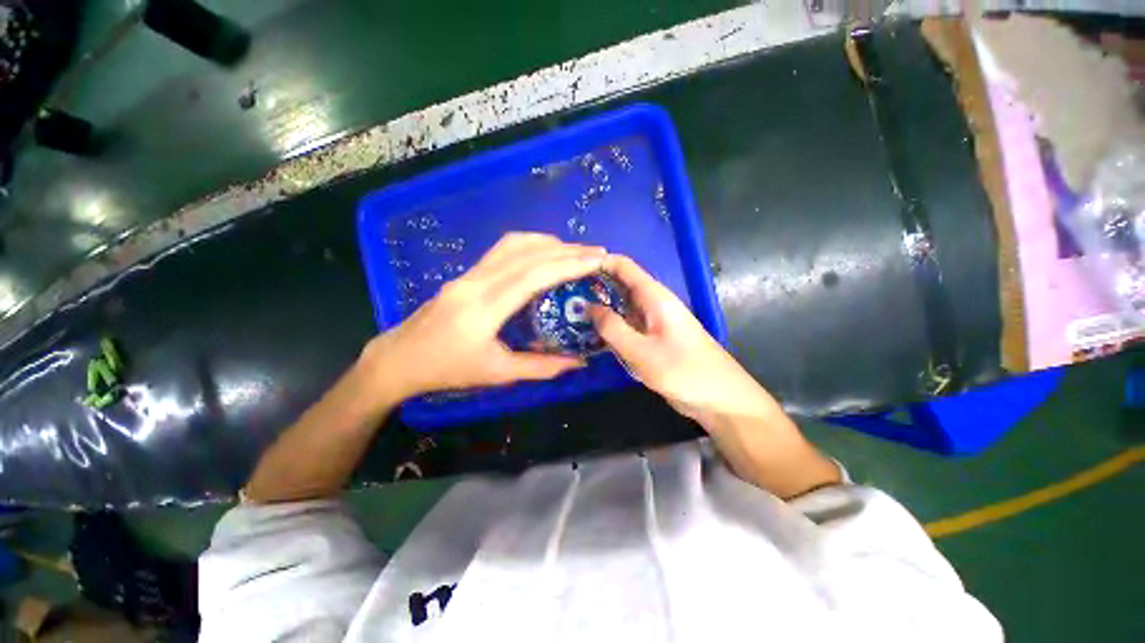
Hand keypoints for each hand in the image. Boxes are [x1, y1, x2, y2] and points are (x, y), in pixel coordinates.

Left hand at [363, 233, 606, 400]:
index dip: (567, 264)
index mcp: (484, 309)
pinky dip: (530, 246)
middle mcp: (476, 282)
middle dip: (565, 250)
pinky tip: (544, 253)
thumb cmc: (447, 370)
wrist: (399, 359)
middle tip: (596, 252)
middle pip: (526, 254)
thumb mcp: (497, 374)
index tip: (596, 260)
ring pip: (512, 245)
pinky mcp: (466, 274)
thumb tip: (578, 362)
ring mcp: (468, 274)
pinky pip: (502, 250)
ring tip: (575, 251)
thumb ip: (540, 368)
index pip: (532, 275)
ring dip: (547, 243)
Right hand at [591, 254, 840, 497]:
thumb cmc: (684, 371)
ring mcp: (653, 322)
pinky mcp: (653, 338)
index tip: (571, 271)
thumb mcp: (642, 351)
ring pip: (622, 307)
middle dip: (594, 287)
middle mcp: (653, 303)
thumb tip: (589, 306)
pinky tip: (591, 336)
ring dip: (600, 309)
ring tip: (569, 313)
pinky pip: (627, 326)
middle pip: (620, 285)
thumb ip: (613, 328)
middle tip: (563, 296)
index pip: (624, 266)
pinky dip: (610, 327)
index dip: (598, 263)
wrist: (720, 399)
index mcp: (655, 297)